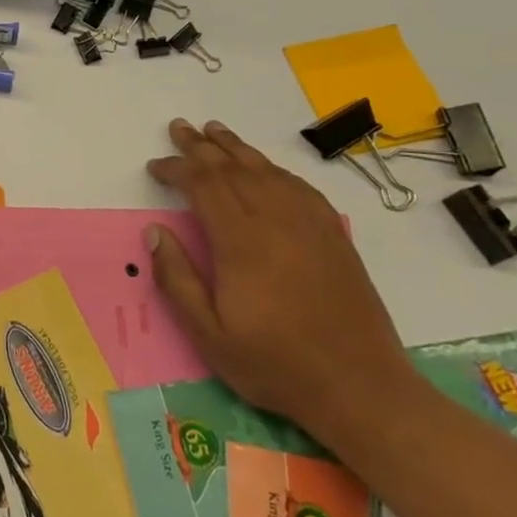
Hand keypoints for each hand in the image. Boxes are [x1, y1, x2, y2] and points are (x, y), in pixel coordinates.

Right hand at [143, 118, 416, 443]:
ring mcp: (310, 225)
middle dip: (201, 146)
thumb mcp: (209, 335)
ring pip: (266, 171)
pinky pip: (300, 187)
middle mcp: (275, 221)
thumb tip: (155, 232)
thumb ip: (177, 280)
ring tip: (215, 130)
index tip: (155, 166)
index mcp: (241, 241)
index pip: (203, 185)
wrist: (361, 388)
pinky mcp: (334, 236)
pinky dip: (275, 169)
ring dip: (237, 148)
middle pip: (233, 168)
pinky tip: (266, 168)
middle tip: (179, 127)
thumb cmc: (276, 364)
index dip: (176, 169)